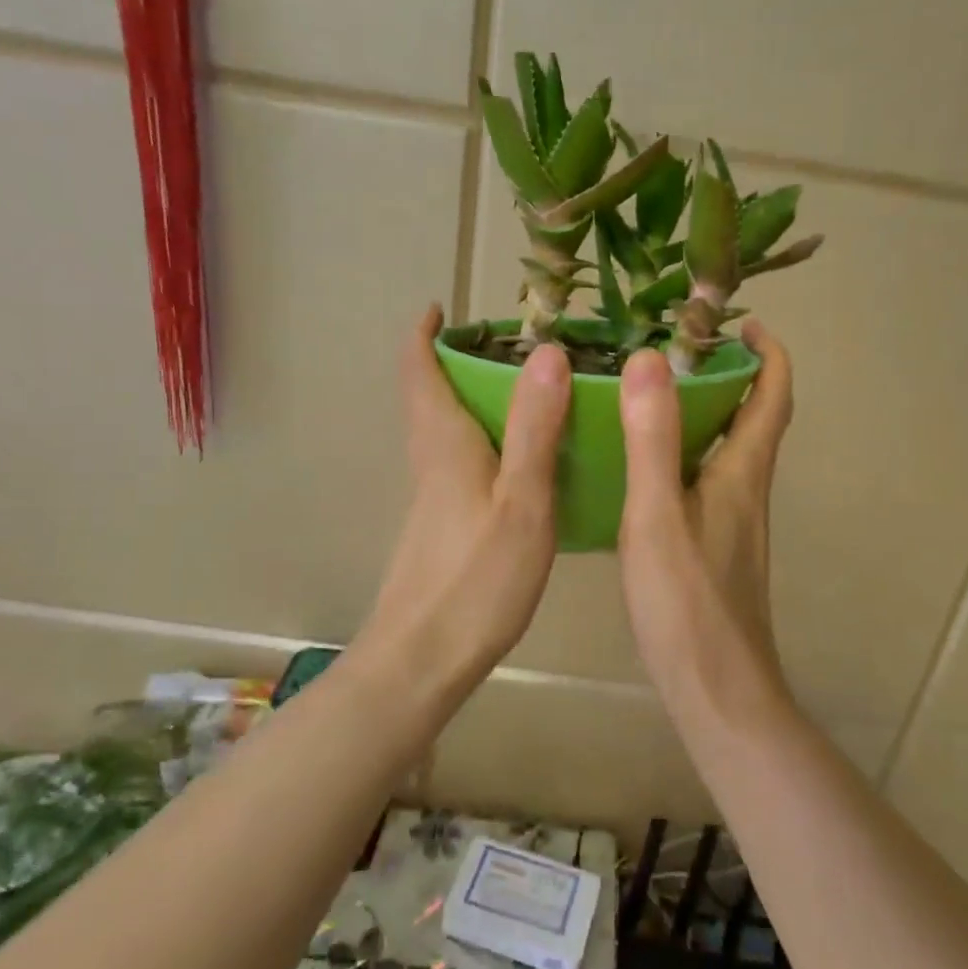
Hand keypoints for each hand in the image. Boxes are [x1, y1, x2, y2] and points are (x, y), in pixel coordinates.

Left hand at [364, 306, 571, 681]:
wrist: (422, 659)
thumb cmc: (476, 579)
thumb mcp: (521, 501)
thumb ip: (536, 428)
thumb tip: (548, 352)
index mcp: (445, 444)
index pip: (420, 371)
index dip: (425, 335)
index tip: (443, 308)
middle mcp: (431, 462)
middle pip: (432, 396)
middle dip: (457, 362)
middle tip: (512, 347)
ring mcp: (433, 498)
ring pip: (447, 431)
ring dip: (474, 401)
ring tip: (532, 394)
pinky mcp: (442, 527)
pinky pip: (462, 463)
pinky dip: (487, 442)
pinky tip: (526, 464)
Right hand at [617, 321, 794, 712]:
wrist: (718, 691)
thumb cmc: (687, 603)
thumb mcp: (657, 515)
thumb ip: (652, 439)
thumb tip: (651, 359)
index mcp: (742, 473)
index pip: (773, 396)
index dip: (768, 352)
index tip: (742, 321)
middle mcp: (747, 491)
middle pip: (754, 419)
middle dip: (731, 376)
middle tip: (679, 350)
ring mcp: (735, 524)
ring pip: (729, 452)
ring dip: (707, 415)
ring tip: (653, 397)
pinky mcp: (717, 550)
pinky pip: (707, 482)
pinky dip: (686, 456)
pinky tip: (643, 469)